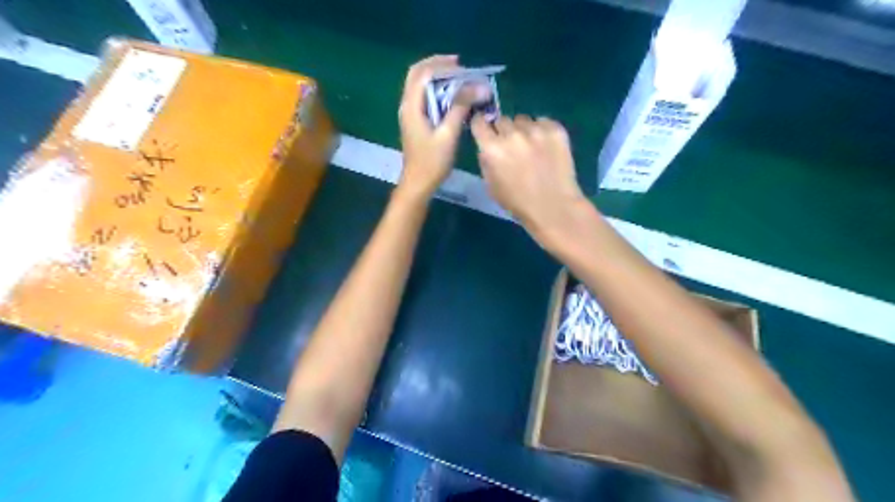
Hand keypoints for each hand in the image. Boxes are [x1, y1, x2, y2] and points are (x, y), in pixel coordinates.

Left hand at [397, 54, 483, 195]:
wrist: (418, 184)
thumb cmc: (432, 162)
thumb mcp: (448, 134)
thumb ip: (461, 107)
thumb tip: (478, 87)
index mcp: (412, 106)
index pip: (423, 73)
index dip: (442, 65)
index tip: (463, 66)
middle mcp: (407, 105)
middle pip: (417, 74)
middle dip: (437, 65)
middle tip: (459, 66)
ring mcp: (409, 113)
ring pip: (420, 85)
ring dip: (437, 77)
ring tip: (458, 78)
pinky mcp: (415, 121)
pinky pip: (424, 96)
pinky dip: (437, 90)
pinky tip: (452, 96)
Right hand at [471, 116, 591, 249]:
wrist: (553, 207)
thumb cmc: (518, 202)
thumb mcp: (490, 186)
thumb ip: (485, 160)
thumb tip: (487, 146)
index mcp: (492, 149)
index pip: (479, 122)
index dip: (482, 126)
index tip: (486, 131)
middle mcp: (512, 134)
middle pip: (502, 120)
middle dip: (504, 132)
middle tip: (512, 148)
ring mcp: (535, 130)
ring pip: (523, 120)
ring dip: (523, 131)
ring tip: (532, 149)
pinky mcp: (556, 129)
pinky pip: (543, 122)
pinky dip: (542, 132)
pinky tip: (546, 149)